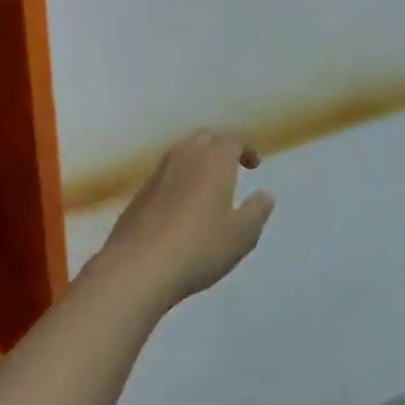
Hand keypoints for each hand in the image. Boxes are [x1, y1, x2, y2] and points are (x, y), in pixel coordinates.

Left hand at [95, 130, 273, 309]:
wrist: (138, 266)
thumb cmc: (199, 247)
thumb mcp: (241, 235)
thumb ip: (257, 211)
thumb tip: (265, 194)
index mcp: (214, 160)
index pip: (233, 141)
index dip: (246, 150)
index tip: (254, 165)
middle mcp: (185, 156)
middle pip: (205, 139)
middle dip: (219, 148)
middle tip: (230, 168)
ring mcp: (158, 173)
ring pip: (181, 154)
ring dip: (196, 162)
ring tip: (206, 186)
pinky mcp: (139, 192)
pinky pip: (164, 175)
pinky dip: (177, 180)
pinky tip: (180, 207)